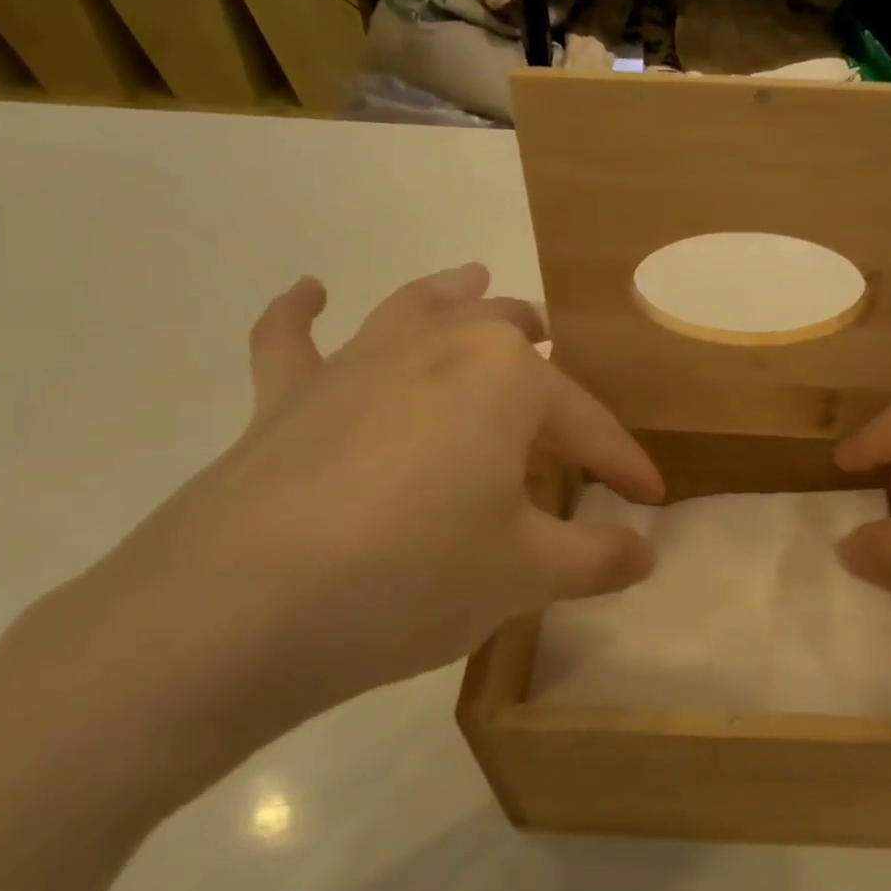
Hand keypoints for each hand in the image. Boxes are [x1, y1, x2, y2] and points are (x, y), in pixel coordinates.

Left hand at [1, 265, 663, 795]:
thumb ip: (597, 558)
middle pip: (506, 336)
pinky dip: (300, 313)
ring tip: (476, 279)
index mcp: (506, 379)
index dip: (625, 463)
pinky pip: (292, 341)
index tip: (652, 498)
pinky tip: (310, 291)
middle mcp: (436, 348)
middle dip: (544, 353)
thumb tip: (646, 552)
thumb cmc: (412, 577)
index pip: (588, 424)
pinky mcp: (285, 399)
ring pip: (417, 310)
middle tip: (562, 368)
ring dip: (453, 295)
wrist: (238, 611)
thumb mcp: (526, 575)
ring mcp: (354, 365)